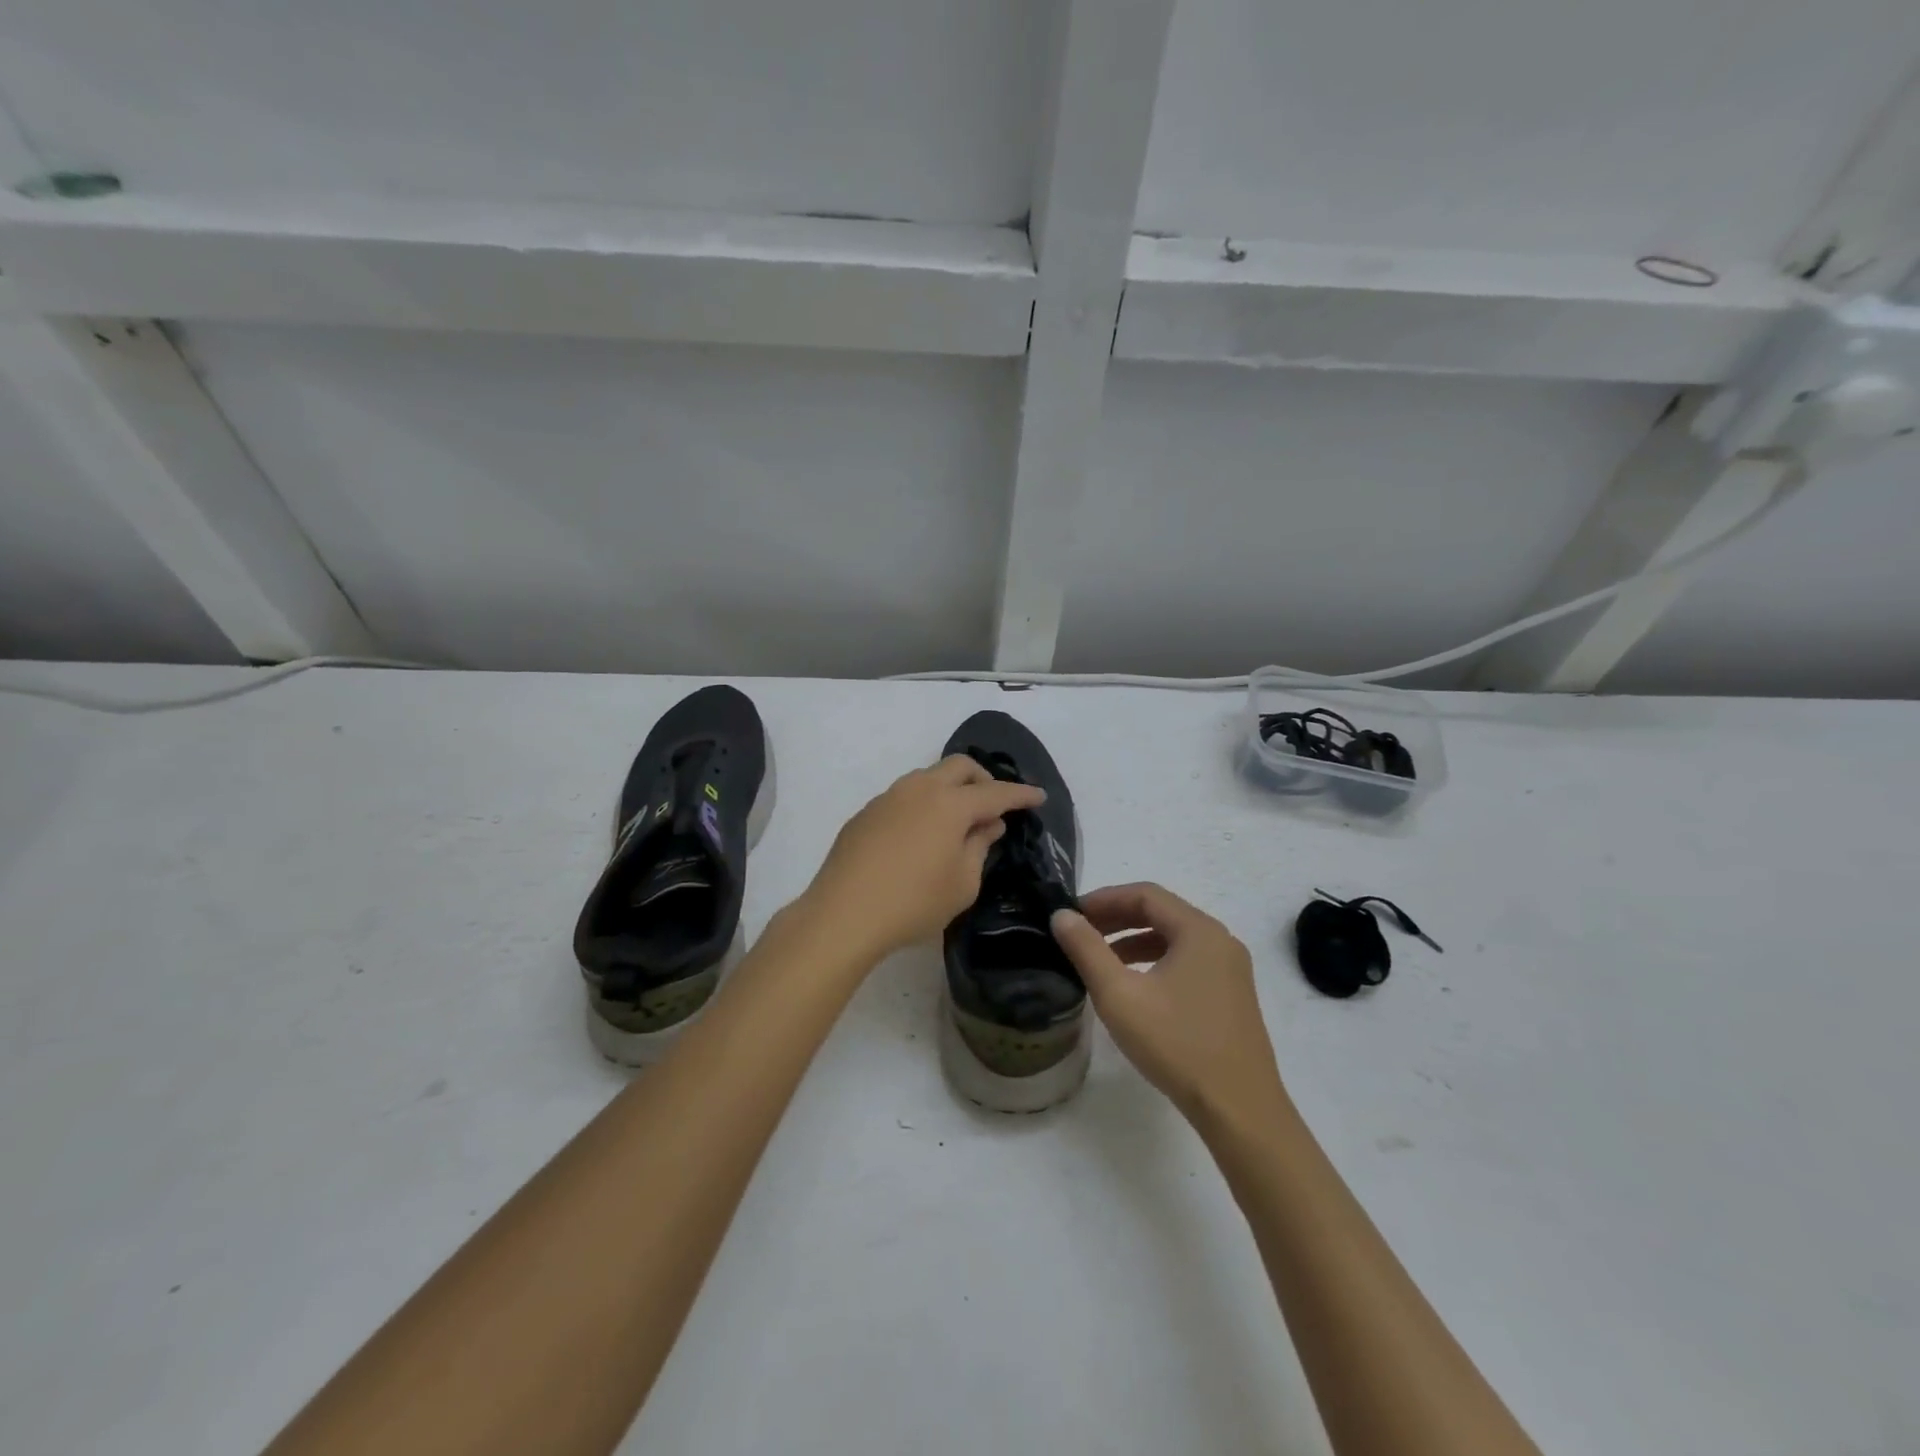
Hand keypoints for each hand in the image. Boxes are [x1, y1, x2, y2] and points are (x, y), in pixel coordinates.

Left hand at [800, 755, 1044, 962]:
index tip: (1039, 796)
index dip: (1021, 794)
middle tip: (994, 804)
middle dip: (983, 778)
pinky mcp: (866, 812)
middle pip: (960, 766)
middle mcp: (920, 789)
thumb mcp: (963, 883)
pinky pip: (904, 796)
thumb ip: (980, 846)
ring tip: (957, 820)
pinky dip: (923, 804)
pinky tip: (921, 835)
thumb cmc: (913, 903)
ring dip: (950, 788)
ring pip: (928, 776)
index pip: (996, 793)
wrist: (843, 913)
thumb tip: (988, 824)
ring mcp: (889, 797)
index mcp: (951, 804)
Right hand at [1051, 883, 1286, 1129]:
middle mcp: (1220, 941)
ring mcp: (1231, 970)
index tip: (1071, 913)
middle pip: (1162, 913)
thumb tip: (1061, 915)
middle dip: (1117, 918)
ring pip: (1174, 939)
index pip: (1145, 894)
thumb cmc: (1177, 1045)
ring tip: (1099, 959)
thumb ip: (1086, 949)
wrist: (1240, 1111)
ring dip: (1134, 941)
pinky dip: (1155, 962)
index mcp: (1199, 931)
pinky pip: (1187, 962)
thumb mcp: (1119, 995)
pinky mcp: (1232, 996)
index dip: (1104, 898)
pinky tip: (1134, 987)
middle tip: (1080, 932)